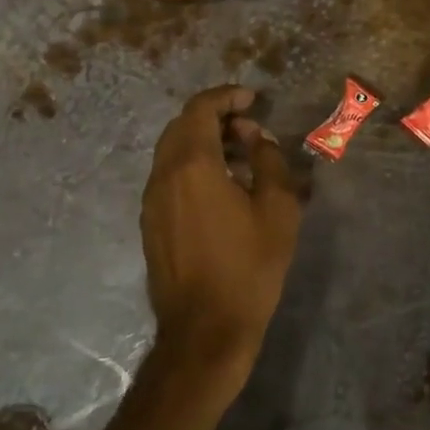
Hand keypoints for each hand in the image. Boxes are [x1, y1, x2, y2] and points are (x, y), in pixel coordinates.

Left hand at [140, 86, 302, 395]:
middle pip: (182, 125)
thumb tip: (256, 139)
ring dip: (204, 141)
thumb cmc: (248, 267)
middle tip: (250, 127)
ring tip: (241, 155)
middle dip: (215, 116)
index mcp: (192, 165)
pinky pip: (169, 176)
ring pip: (172, 151)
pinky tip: (222, 186)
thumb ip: (269, 161)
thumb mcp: (278, 210)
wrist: (205, 332)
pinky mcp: (151, 223)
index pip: (200, 109)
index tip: (253, 99)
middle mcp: (163, 176)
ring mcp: (152, 201)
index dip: (226, 96)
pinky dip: (193, 165)